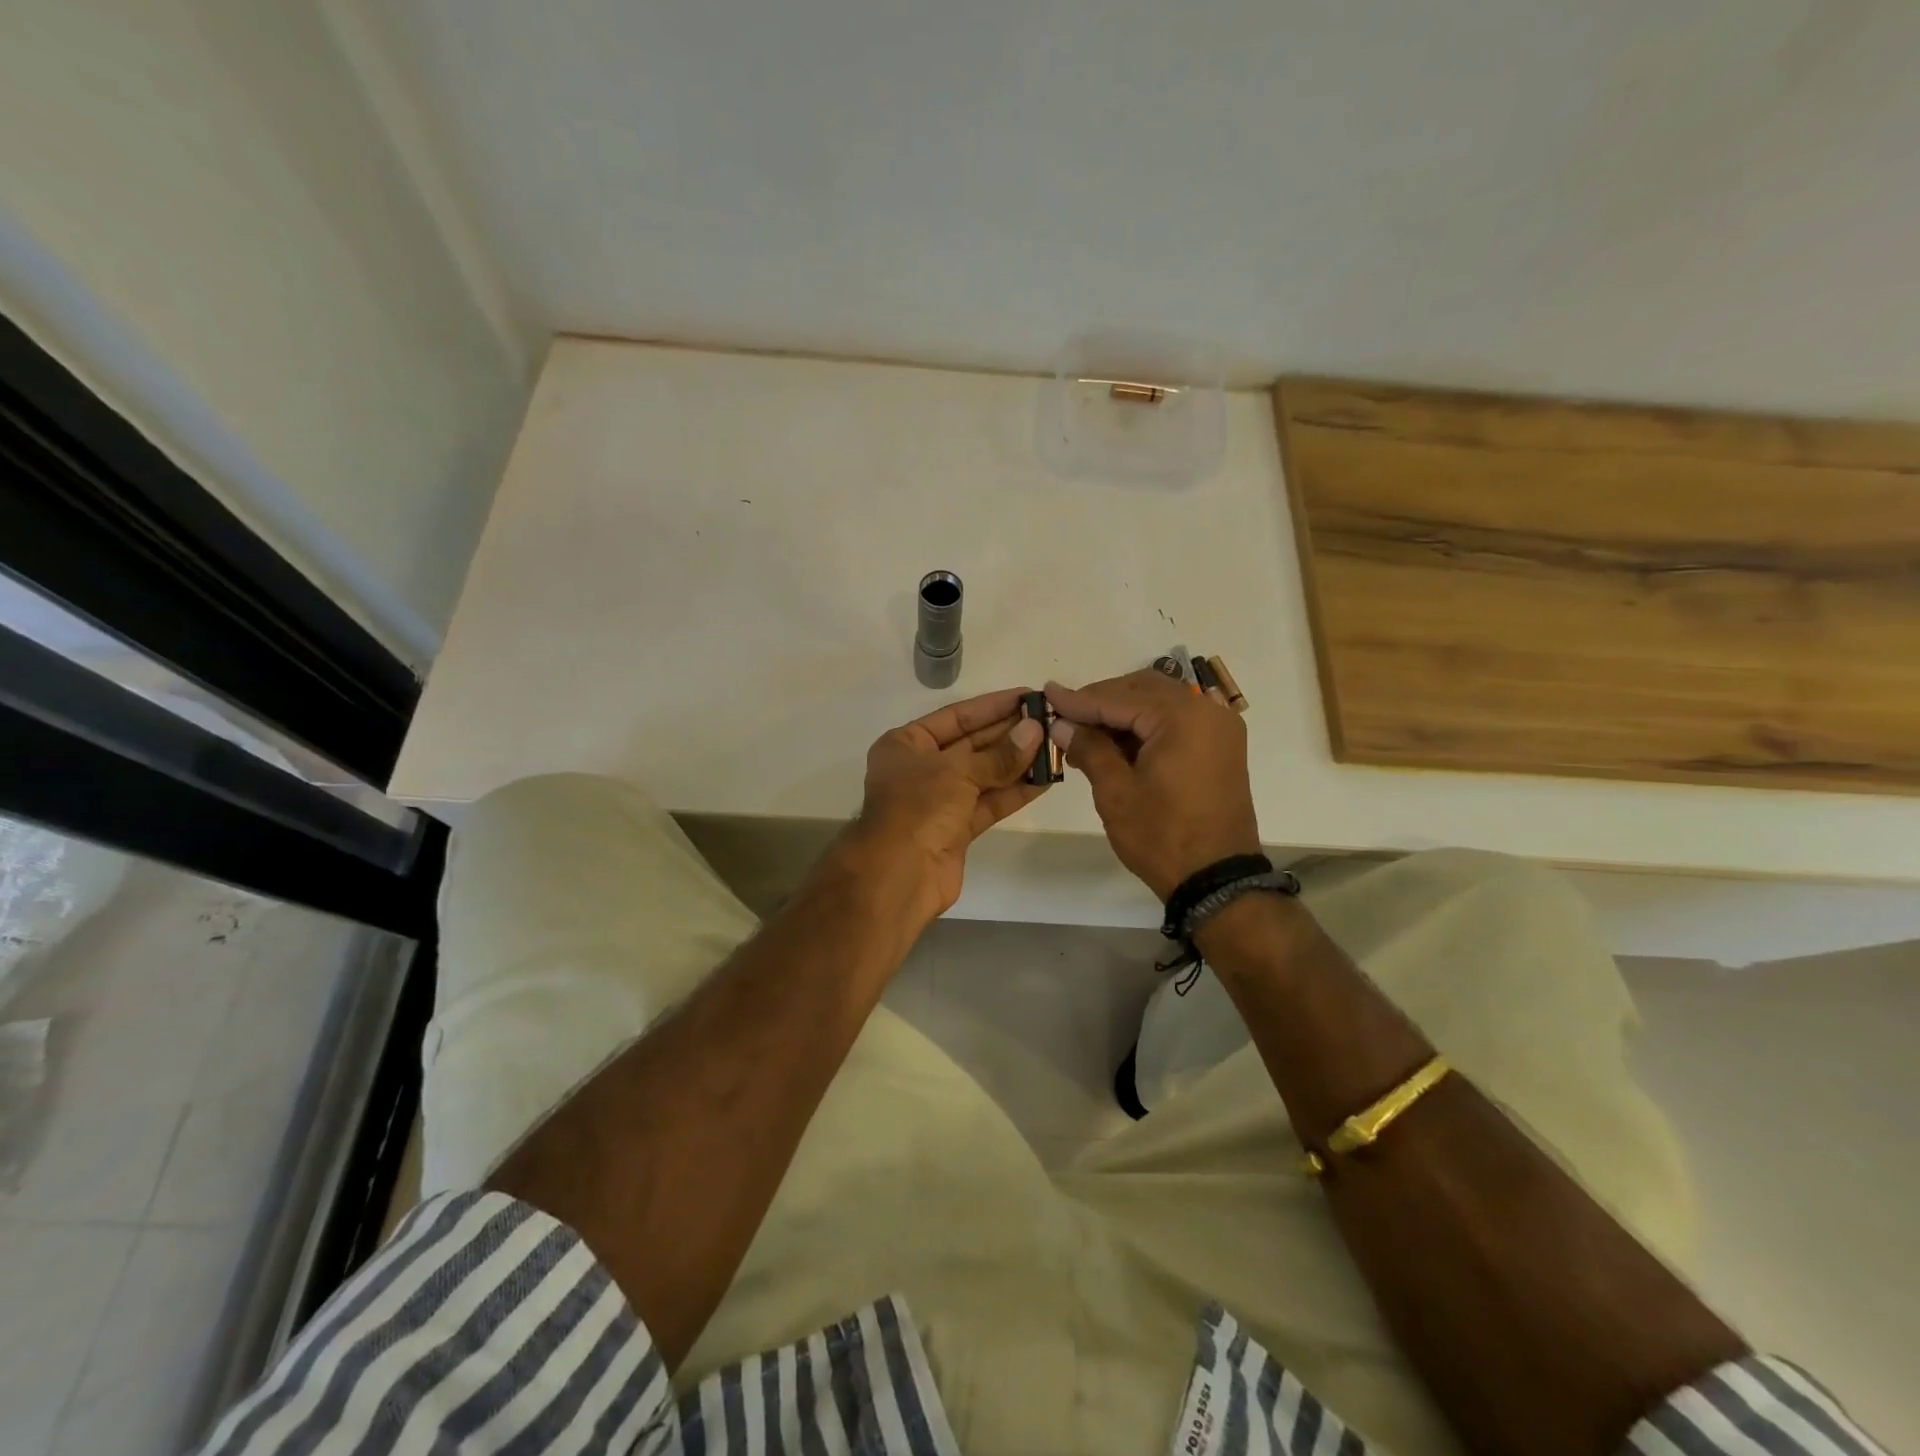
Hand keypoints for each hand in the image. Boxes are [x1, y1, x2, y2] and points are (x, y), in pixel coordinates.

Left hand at [847, 686, 1049, 922]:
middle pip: (972, 744)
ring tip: (1055, 747)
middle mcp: (921, 768)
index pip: (956, 716)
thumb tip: (1035, 731)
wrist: (898, 874)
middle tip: (1049, 720)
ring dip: (1018, 763)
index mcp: (906, 744)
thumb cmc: (918, 808)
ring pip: (984, 775)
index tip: (1027, 696)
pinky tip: (1046, 779)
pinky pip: (989, 803)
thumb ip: (999, 755)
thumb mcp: (957, 772)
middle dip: (1009, 733)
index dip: (993, 706)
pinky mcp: (957, 829)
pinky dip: (1014, 792)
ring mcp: (939, 800)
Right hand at [1045, 670, 1260, 900]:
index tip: (1047, 695)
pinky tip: (1117, 744)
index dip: (1080, 700)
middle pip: (1143, 689)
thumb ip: (1089, 749)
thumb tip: (1062, 725)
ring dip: (1123, 712)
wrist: (1216, 880)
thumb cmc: (1162, 836)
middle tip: (1065, 716)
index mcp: (1182, 717)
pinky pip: (1177, 720)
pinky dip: (1147, 725)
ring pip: (1160, 702)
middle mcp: (1207, 711)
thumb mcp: (1116, 792)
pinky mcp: (1221, 746)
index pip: (1119, 698)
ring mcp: (1219, 728)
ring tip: (1085, 734)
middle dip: (1102, 701)